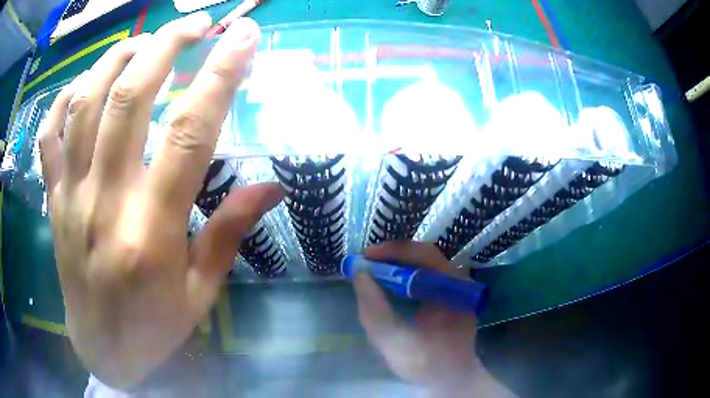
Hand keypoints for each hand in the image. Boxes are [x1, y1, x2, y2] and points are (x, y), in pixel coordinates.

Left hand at [38, 14, 282, 388]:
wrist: (103, 348)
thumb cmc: (153, 326)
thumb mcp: (201, 293)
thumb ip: (229, 234)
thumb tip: (273, 187)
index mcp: (151, 231)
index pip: (190, 133)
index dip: (220, 75)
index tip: (244, 36)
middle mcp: (104, 201)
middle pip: (129, 97)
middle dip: (167, 45)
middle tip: (198, 22)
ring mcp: (70, 195)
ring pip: (85, 102)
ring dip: (117, 57)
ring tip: (145, 40)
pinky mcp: (52, 199)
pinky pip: (50, 134)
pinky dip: (65, 97)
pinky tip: (85, 81)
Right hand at [354, 241, 514, 396]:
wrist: (452, 376)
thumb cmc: (427, 363)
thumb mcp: (395, 343)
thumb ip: (375, 313)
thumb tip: (360, 276)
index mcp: (453, 290)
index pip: (424, 255)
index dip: (393, 252)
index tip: (365, 258)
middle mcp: (459, 281)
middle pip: (424, 255)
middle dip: (392, 256)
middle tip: (365, 263)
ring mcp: (457, 286)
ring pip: (425, 263)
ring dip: (397, 263)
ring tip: (373, 271)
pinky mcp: (451, 293)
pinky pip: (426, 274)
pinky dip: (405, 274)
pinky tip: (389, 283)